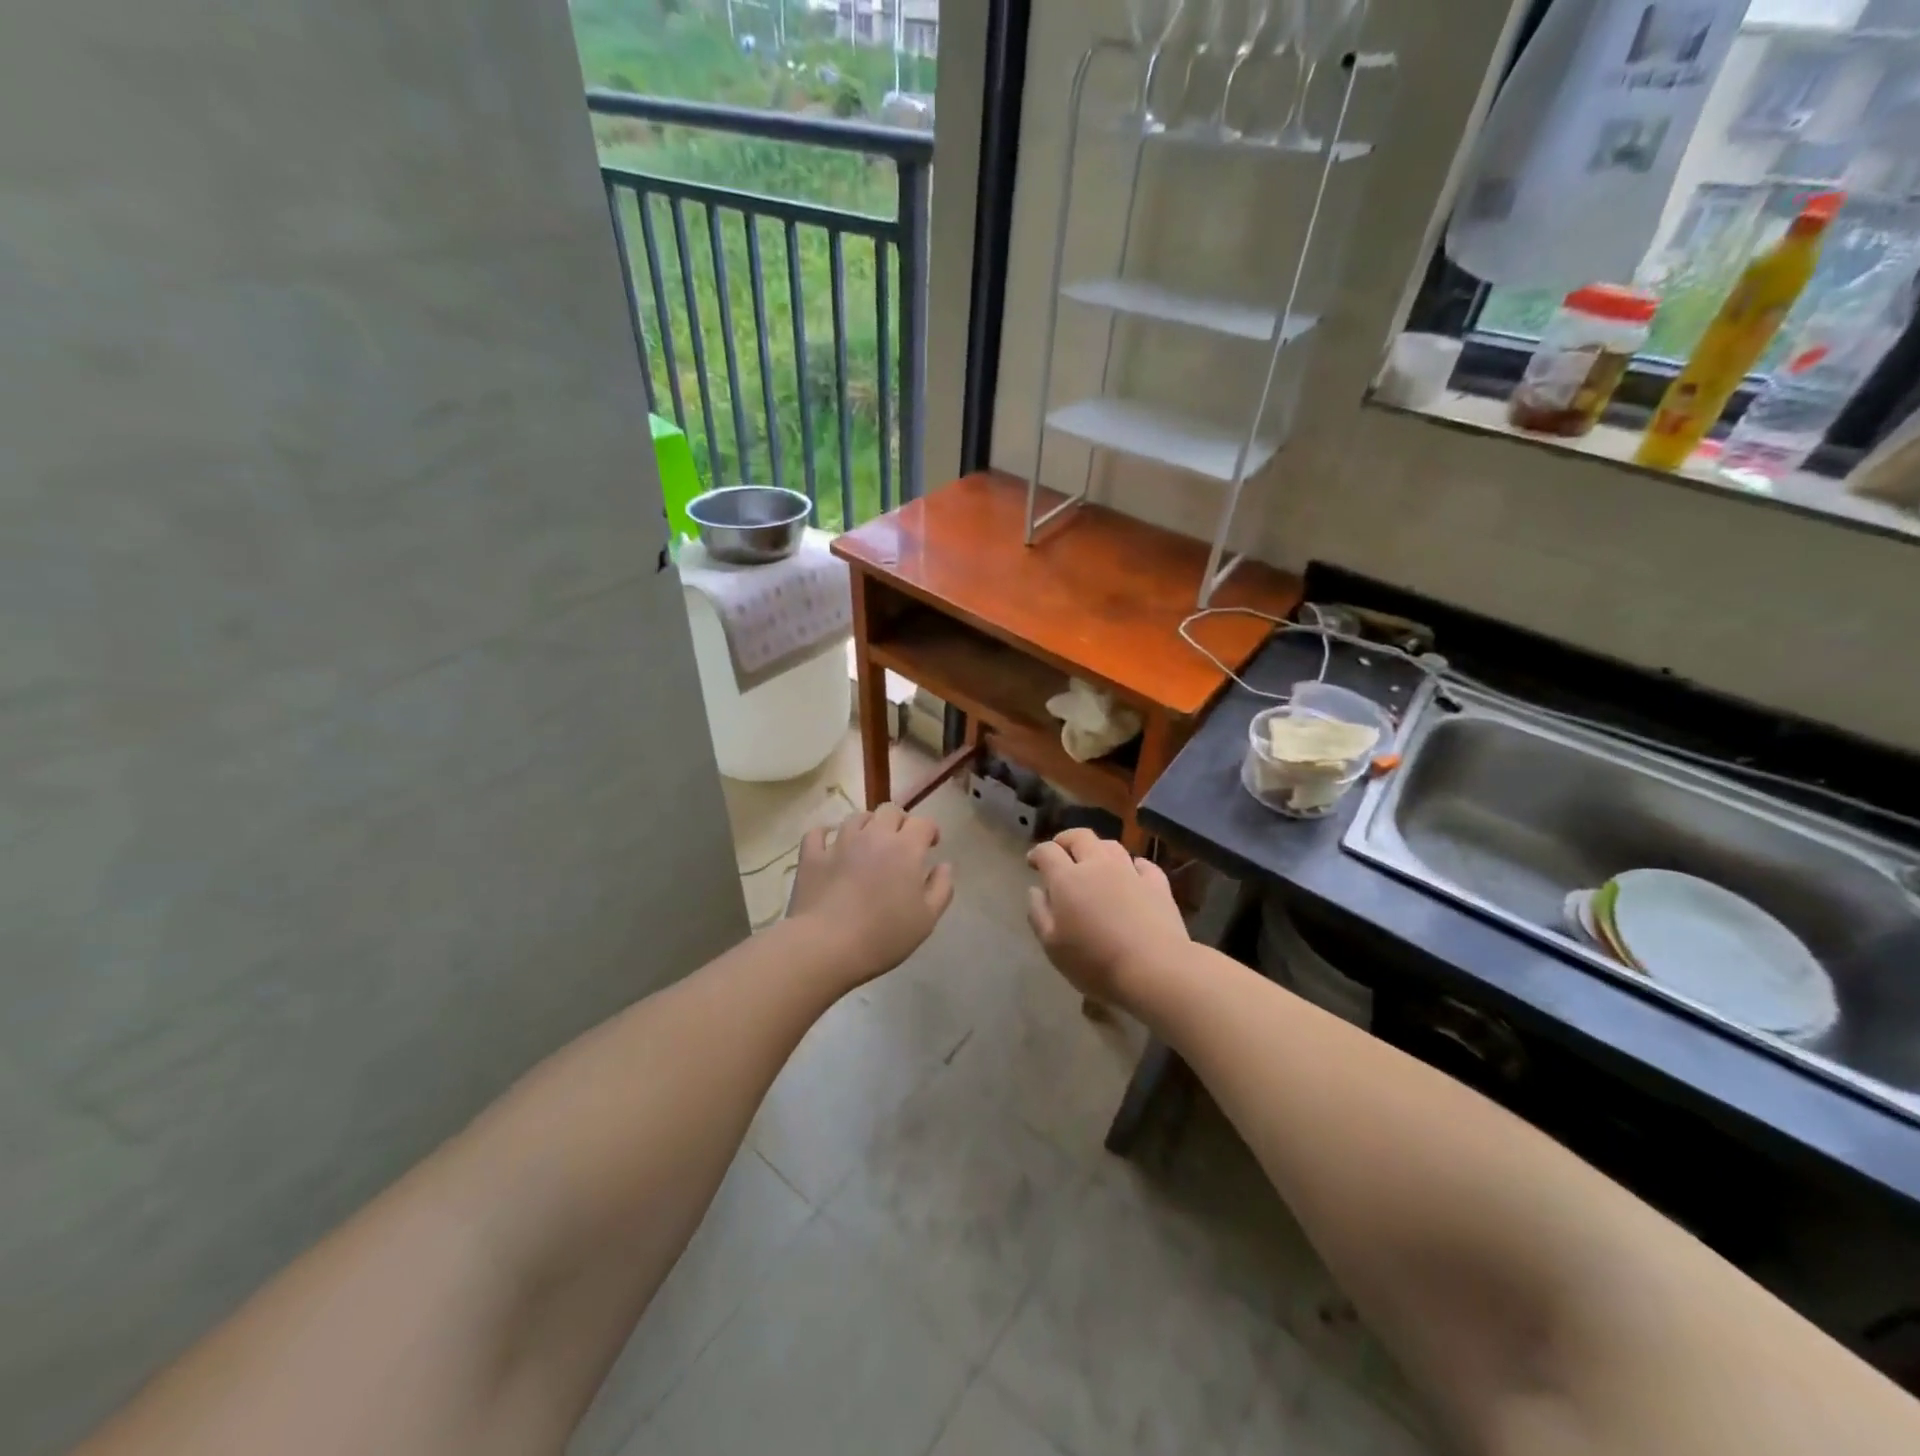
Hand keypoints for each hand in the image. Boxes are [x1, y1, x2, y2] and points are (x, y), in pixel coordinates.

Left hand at [789, 804, 954, 986]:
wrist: (826, 946)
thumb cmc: (884, 936)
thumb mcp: (926, 919)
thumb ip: (941, 887)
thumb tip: (944, 865)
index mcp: (905, 848)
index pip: (923, 823)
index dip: (930, 830)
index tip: (931, 845)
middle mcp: (873, 836)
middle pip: (889, 811)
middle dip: (899, 822)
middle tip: (900, 844)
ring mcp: (840, 843)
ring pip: (856, 818)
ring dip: (867, 826)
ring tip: (868, 844)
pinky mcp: (812, 856)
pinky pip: (818, 834)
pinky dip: (825, 835)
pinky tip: (829, 844)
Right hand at [1026, 828, 1189, 1008]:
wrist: (1154, 969)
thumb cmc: (1095, 961)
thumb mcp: (1053, 945)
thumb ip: (1039, 914)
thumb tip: (1035, 890)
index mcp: (1067, 878)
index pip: (1047, 851)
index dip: (1037, 853)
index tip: (1032, 863)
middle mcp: (1097, 865)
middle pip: (1080, 837)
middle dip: (1065, 840)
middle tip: (1060, 852)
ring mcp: (1130, 871)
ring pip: (1111, 845)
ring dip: (1097, 849)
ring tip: (1093, 862)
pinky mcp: (1157, 884)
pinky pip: (1143, 864)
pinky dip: (1132, 865)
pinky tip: (1132, 874)